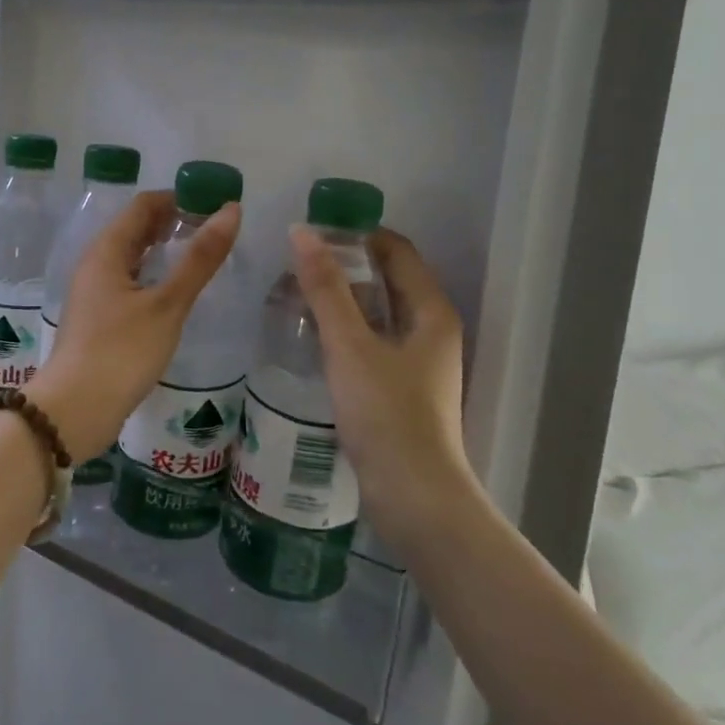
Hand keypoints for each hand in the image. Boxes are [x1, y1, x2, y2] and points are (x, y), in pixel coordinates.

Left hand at [27, 191, 240, 462]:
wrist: (75, 410)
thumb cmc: (121, 351)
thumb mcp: (168, 304)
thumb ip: (200, 259)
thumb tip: (230, 210)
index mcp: (106, 251)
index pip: (143, 206)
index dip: (179, 199)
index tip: (215, 205)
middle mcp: (95, 264)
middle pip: (135, 229)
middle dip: (173, 223)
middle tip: (214, 230)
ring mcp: (94, 293)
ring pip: (132, 258)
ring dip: (163, 251)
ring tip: (201, 257)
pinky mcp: (99, 319)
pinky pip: (129, 283)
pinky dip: (153, 277)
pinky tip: (175, 293)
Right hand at [290, 225, 473, 554]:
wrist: (414, 496)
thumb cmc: (386, 414)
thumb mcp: (350, 345)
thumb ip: (325, 288)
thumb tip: (302, 231)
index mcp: (430, 311)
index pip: (396, 250)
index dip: (357, 233)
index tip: (312, 228)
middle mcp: (430, 329)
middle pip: (387, 279)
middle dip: (344, 265)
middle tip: (294, 261)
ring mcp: (418, 361)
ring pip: (377, 312)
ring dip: (341, 298)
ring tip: (294, 292)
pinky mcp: (401, 388)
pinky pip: (371, 341)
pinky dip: (345, 329)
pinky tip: (311, 335)